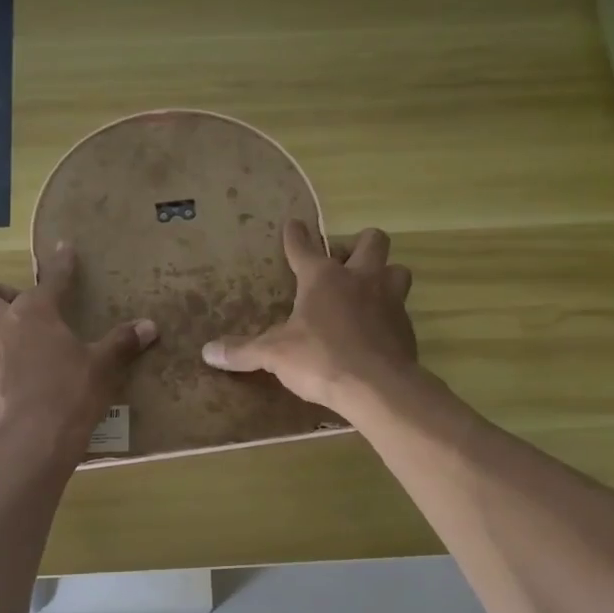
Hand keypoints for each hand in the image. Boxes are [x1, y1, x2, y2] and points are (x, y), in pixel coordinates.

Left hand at [0, 241, 157, 459]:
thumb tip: (150, 326)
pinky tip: (9, 376)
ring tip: (8, 339)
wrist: (30, 442)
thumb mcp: (102, 368)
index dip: (61, 263)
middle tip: (20, 306)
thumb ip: (122, 343)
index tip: (64, 249)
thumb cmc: (70, 395)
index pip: (51, 279)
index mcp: (34, 312)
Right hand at [200, 220, 416, 416]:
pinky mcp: (406, 327)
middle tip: (345, 263)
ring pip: (397, 270)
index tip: (294, 225)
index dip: (296, 236)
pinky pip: (401, 310)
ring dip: (384, 275)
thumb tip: (207, 352)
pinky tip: (376, 332)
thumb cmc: (320, 359)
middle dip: (360, 245)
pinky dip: (389, 315)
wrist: (376, 387)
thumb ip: (243, 351)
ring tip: (368, 293)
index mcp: (323, 278)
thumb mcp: (274, 355)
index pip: (304, 247)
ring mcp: (389, 300)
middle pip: (371, 241)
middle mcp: (360, 279)